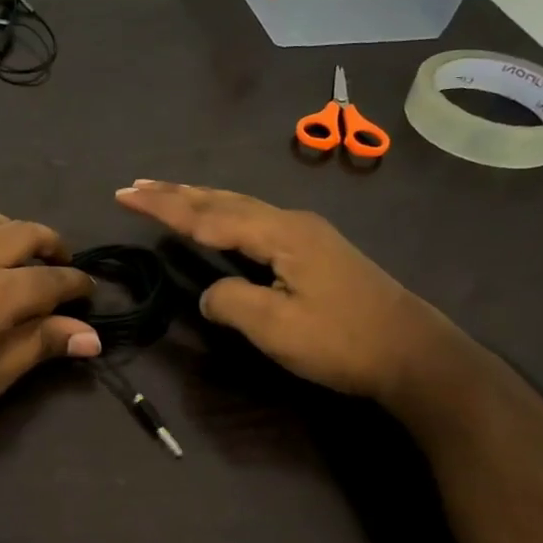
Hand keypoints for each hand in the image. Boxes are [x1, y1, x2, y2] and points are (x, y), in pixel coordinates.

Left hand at [0, 175, 99, 465]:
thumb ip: (41, 345)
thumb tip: (91, 337)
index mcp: (1, 290)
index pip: (52, 280)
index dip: (76, 285)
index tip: (88, 293)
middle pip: (21, 235)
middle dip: (48, 244)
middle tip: (58, 261)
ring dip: (1, 224)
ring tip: (12, 239)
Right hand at [114, 180, 441, 399]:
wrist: (417, 355)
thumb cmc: (344, 341)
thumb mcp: (276, 328)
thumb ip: (230, 302)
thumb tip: (209, 293)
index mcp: (279, 233)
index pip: (207, 215)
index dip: (162, 206)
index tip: (125, 195)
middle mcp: (291, 222)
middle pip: (222, 200)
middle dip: (176, 193)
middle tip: (136, 187)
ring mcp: (307, 234)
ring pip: (240, 207)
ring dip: (199, 200)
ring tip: (166, 194)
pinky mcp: (316, 251)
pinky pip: (254, 221)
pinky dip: (223, 215)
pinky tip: (220, 220)